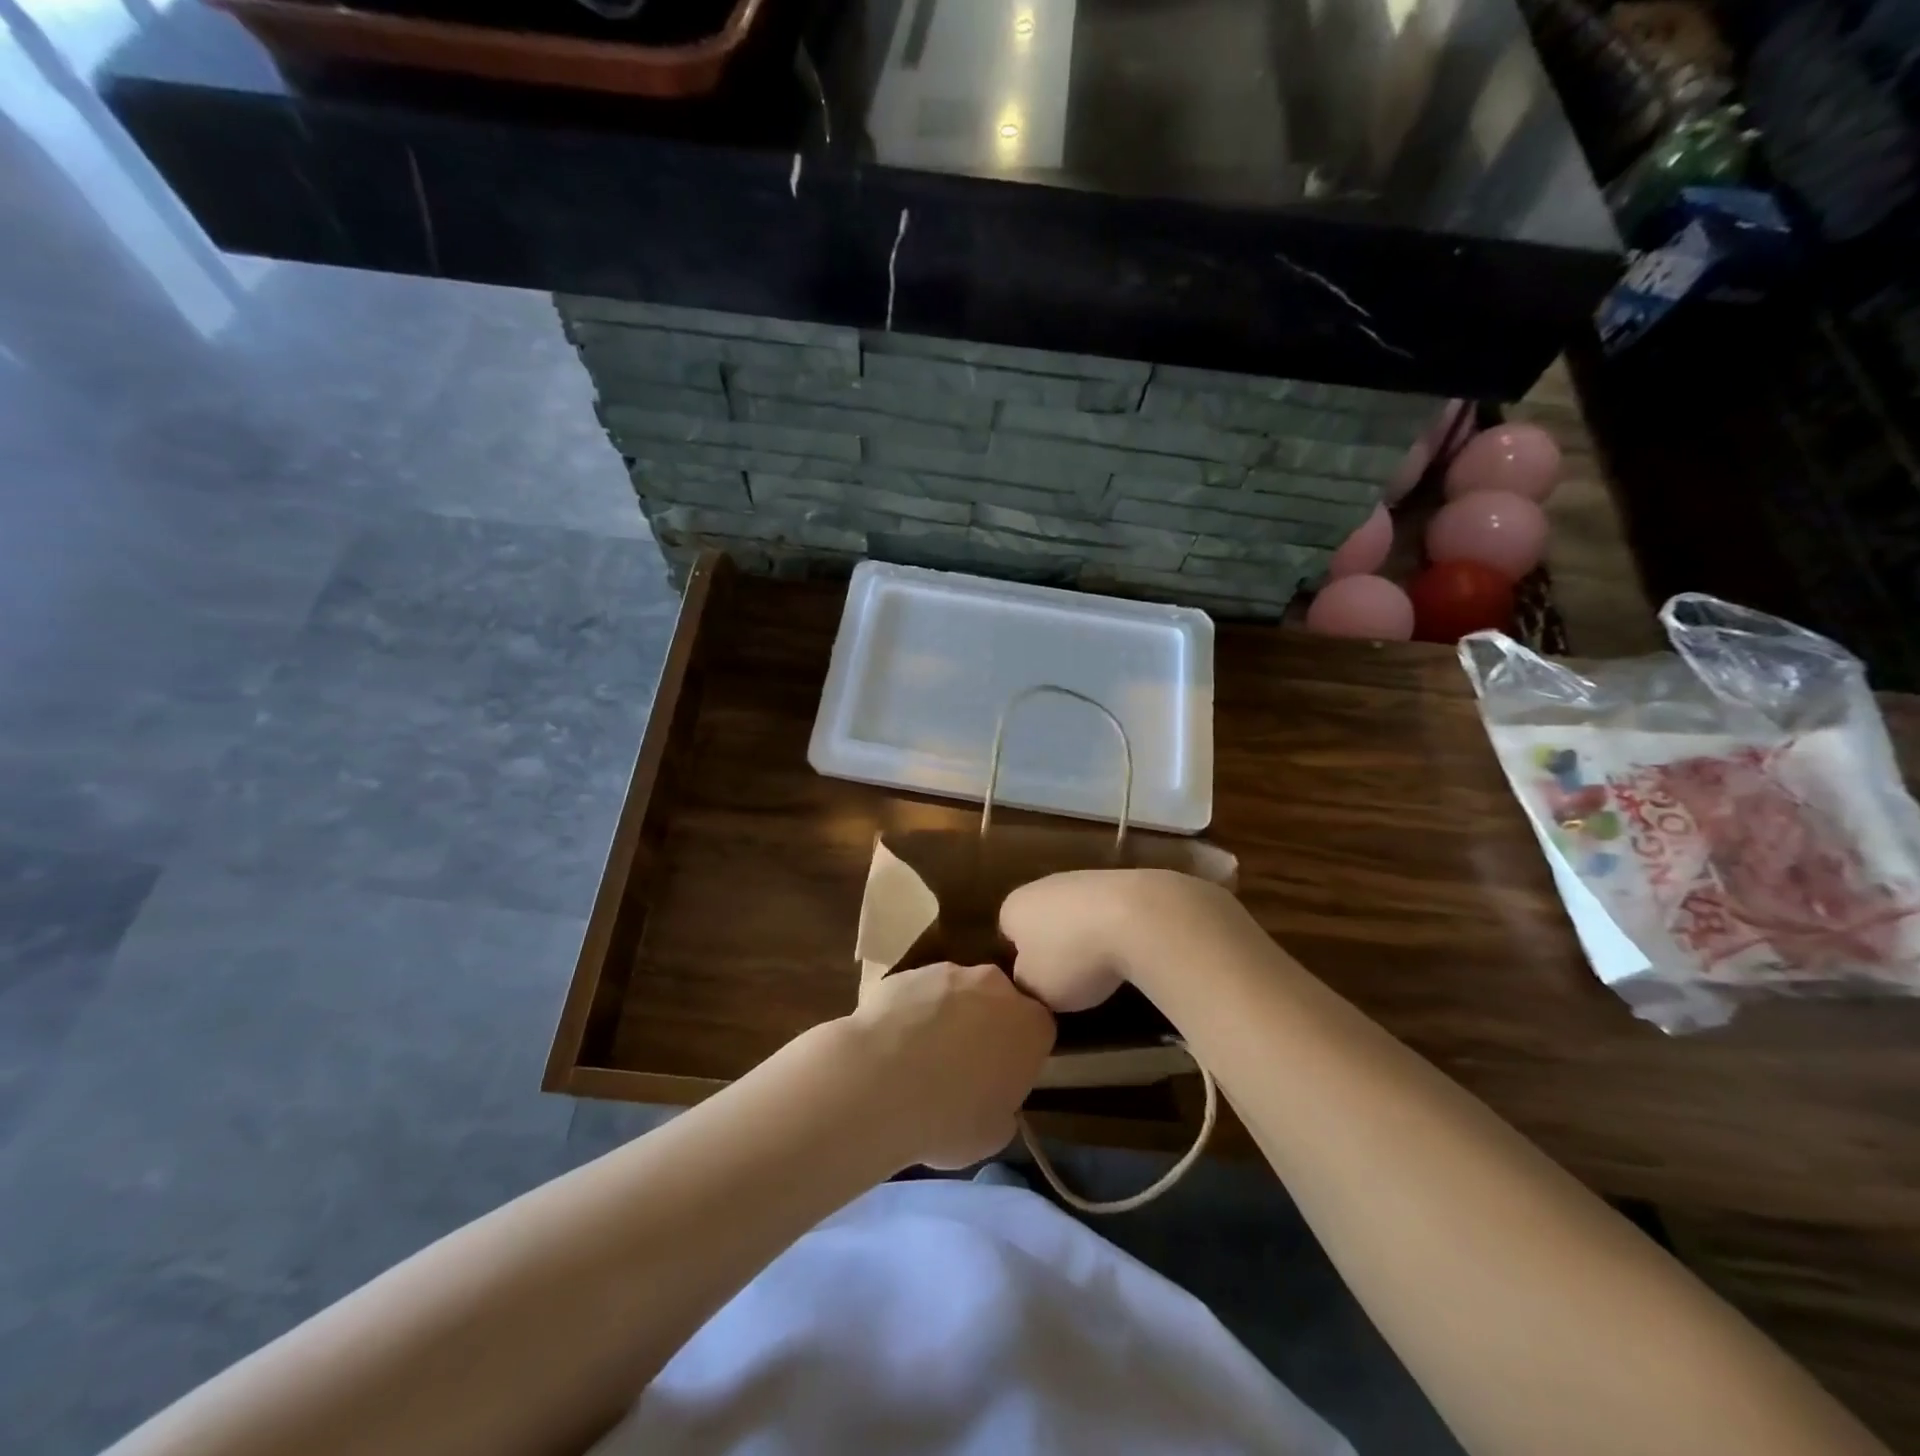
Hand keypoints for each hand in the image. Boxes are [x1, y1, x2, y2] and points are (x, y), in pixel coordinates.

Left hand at [845, 962, 1055, 1169]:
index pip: (1039, 1031)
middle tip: (963, 1065)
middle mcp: (995, 986)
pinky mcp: (908, 971)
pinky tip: (892, 1044)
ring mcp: (949, 972)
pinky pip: (919, 993)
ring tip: (920, 1056)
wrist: (878, 1084)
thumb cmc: (948, 1119)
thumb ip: (1003, 1107)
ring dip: (948, 1015)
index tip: (1004, 1077)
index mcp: (1030, 1025)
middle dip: (987, 1025)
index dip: (1022, 1054)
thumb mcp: (994, 1134)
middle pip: (999, 1002)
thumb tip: (990, 1097)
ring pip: (957, 992)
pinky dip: (912, 1011)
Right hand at [1000, 868, 1240, 1011]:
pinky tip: (1128, 949)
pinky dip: (1114, 928)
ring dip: (1086, 936)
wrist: (1137, 917)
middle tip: (1070, 978)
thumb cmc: (1072, 956)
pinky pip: (1108, 911)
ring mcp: (1083, 877)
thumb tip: (1029, 976)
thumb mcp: (1035, 988)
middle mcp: (1043, 884)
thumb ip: (1024, 983)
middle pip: (1043, 919)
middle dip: (1054, 944)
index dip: (1021, 959)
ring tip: (1104, 967)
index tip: (1038, 983)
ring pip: (1076, 913)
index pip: (1007, 933)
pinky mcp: (1120, 879)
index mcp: (1014, 906)